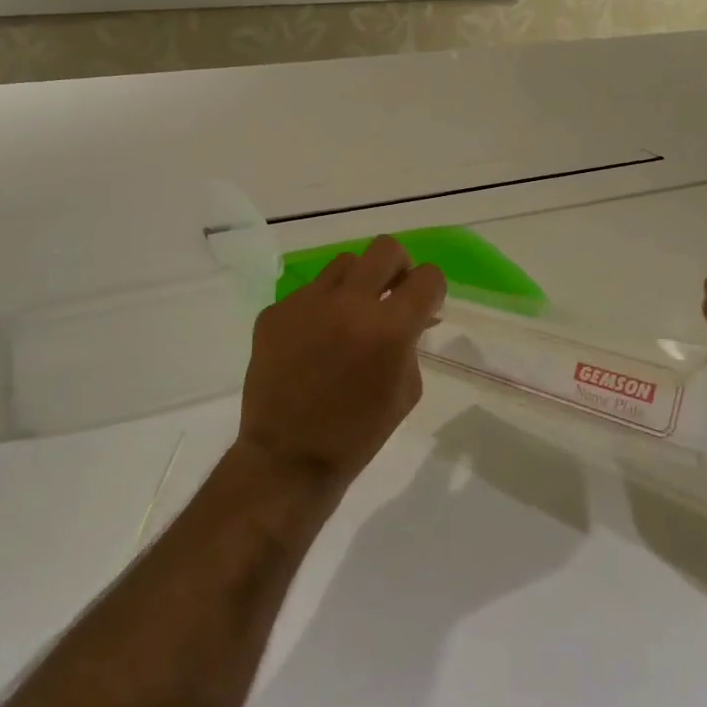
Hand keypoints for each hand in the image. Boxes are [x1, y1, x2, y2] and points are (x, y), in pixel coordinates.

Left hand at [237, 236, 446, 501]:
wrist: (288, 458)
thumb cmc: (357, 434)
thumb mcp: (405, 391)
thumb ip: (410, 343)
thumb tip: (411, 316)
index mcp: (388, 328)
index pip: (427, 277)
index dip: (431, 288)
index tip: (424, 303)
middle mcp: (348, 303)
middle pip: (385, 249)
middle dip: (398, 267)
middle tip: (392, 292)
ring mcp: (306, 303)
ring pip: (343, 264)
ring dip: (356, 283)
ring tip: (349, 316)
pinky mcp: (275, 311)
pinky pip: (307, 293)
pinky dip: (319, 309)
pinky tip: (313, 342)